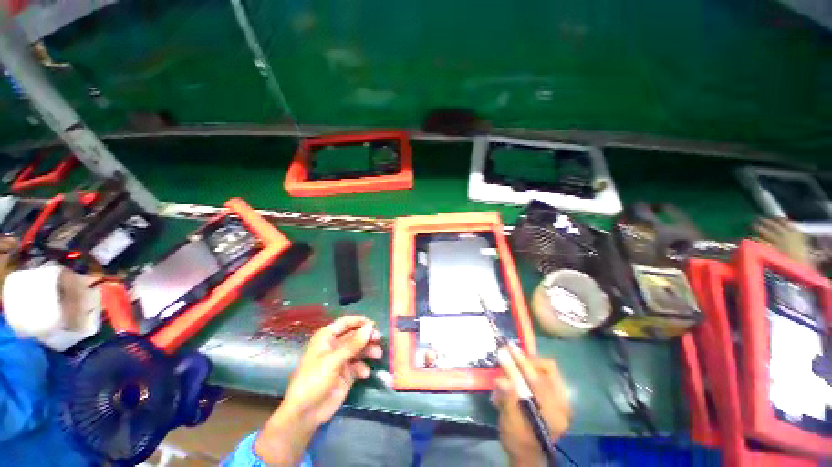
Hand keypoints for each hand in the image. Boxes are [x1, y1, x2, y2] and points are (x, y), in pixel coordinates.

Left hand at [255, 315, 382, 465]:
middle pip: (354, 335)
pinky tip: (364, 374)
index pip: (345, 323)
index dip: (359, 321)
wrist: (306, 413)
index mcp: (327, 338)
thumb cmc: (314, 380)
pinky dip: (363, 367)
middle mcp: (335, 346)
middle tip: (378, 339)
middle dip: (366, 336)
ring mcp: (341, 360)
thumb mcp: (333, 360)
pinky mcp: (346, 374)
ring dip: (368, 350)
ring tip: (377, 355)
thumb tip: (370, 327)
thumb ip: (353, 344)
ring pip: (359, 349)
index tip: (373, 324)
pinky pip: (359, 365)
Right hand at [491, 345, 569, 466]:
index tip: (507, 349)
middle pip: (548, 369)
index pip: (538, 381)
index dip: (521, 363)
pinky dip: (530, 370)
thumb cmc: (518, 440)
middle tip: (509, 351)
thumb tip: (501, 379)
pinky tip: (517, 373)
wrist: (527, 455)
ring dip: (527, 363)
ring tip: (512, 363)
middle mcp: (562, 403)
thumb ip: (508, 399)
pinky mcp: (555, 397)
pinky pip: (545, 375)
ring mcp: (561, 399)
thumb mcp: (510, 422)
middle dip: (526, 359)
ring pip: (547, 370)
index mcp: (554, 413)